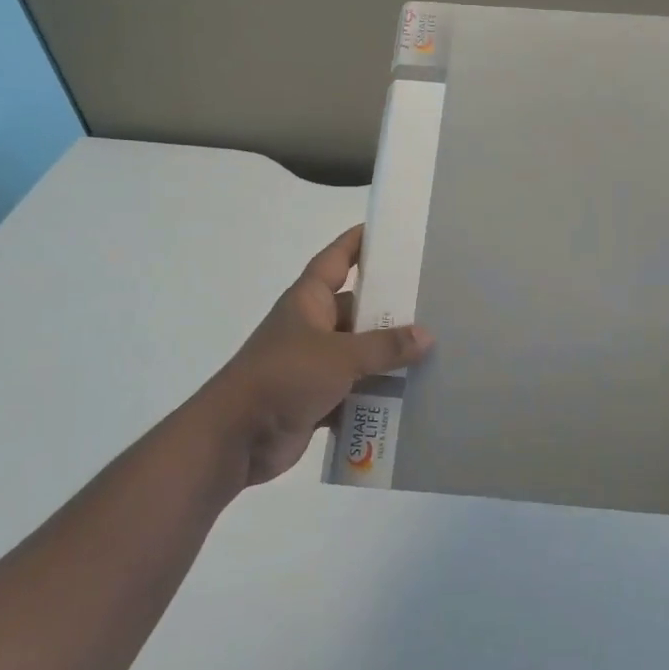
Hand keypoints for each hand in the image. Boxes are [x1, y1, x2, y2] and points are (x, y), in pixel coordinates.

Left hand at [200, 225, 432, 487]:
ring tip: (433, 350)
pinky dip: (377, 393)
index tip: (387, 231)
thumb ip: (385, 346)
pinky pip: (355, 390)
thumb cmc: (284, 377)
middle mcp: (311, 327)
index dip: (357, 242)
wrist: (234, 438)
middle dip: (390, 308)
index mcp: (308, 301)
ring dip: (387, 356)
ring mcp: (313, 364)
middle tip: (433, 300)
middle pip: (357, 308)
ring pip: (358, 352)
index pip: (335, 260)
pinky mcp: (316, 398)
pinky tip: (412, 394)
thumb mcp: (340, 356)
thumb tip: (427, 336)